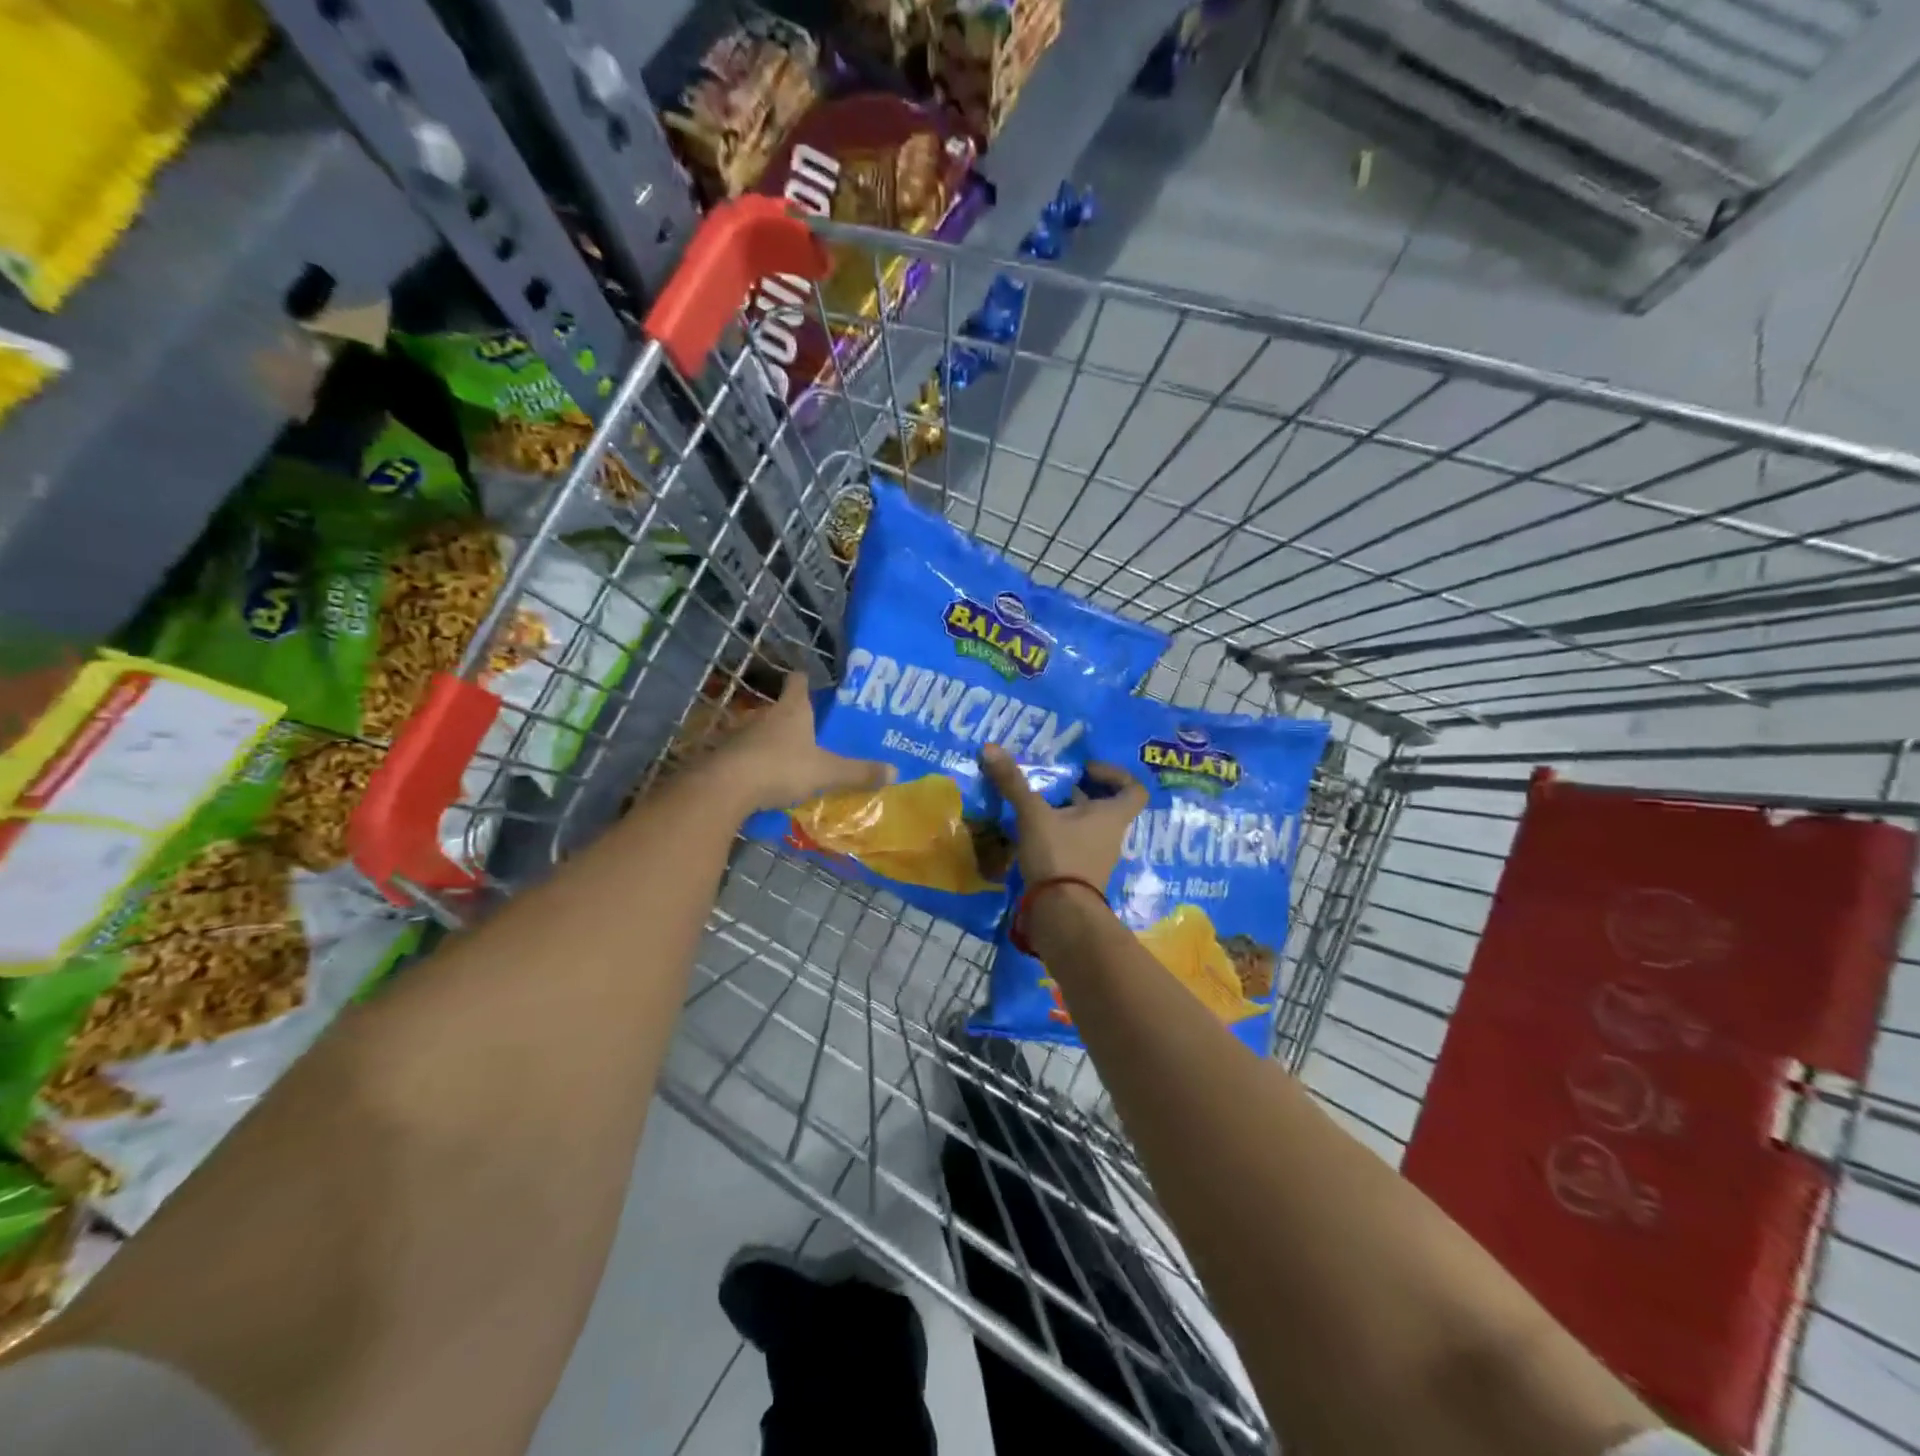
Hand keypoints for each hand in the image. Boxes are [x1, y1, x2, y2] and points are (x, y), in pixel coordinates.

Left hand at [710, 671, 892, 813]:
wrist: (726, 787)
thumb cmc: (782, 767)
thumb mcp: (827, 772)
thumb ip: (858, 772)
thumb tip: (895, 771)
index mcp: (793, 710)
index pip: (798, 682)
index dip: (805, 681)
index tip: (813, 683)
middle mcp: (765, 715)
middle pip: (781, 709)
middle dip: (795, 718)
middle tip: (814, 732)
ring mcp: (741, 734)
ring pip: (762, 732)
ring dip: (774, 743)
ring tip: (792, 758)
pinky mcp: (725, 756)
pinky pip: (747, 755)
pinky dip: (757, 763)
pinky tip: (766, 779)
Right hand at [980, 744, 1147, 887]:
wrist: (1061, 914)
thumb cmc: (1059, 855)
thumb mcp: (1033, 814)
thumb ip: (1014, 783)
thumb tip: (990, 748)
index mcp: (1111, 816)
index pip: (1134, 790)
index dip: (1116, 774)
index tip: (1086, 770)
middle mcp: (1110, 835)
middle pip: (1106, 807)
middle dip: (1082, 793)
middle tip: (1057, 782)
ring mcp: (1096, 858)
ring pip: (1087, 828)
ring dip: (1067, 815)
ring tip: (1038, 804)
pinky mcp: (1078, 875)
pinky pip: (1072, 847)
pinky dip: (1057, 837)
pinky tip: (1031, 832)